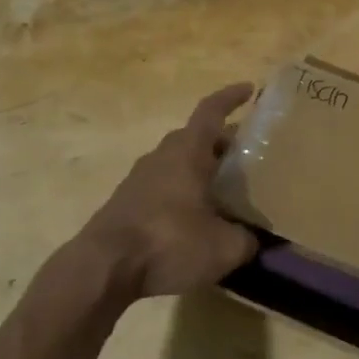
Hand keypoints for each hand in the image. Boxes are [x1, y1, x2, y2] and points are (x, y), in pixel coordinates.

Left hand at [79, 83, 259, 299]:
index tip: (249, 89)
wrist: (102, 268)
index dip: (231, 97)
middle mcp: (162, 155)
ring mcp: (139, 178)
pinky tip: (194, 218)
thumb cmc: (169, 243)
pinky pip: (163, 185)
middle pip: (195, 137)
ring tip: (224, 190)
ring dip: (200, 169)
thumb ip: (247, 239)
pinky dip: (182, 191)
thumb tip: (256, 238)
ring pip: (177, 162)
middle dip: (222, 143)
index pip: (211, 110)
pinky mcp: (126, 202)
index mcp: (188, 151)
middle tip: (246, 157)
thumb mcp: (224, 247)